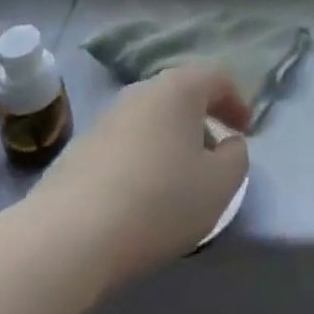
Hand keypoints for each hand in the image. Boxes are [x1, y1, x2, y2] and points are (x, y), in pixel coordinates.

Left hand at [28, 66, 250, 291]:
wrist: (68, 236)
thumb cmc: (158, 201)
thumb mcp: (220, 186)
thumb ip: (237, 159)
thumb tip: (228, 145)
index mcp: (179, 87)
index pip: (217, 77)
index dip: (237, 102)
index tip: (246, 132)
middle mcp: (142, 90)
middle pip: (182, 96)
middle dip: (202, 122)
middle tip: (214, 158)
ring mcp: (107, 116)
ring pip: (152, 120)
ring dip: (171, 142)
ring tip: (178, 183)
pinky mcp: (80, 148)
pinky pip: (125, 144)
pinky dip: (142, 160)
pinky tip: (140, 198)